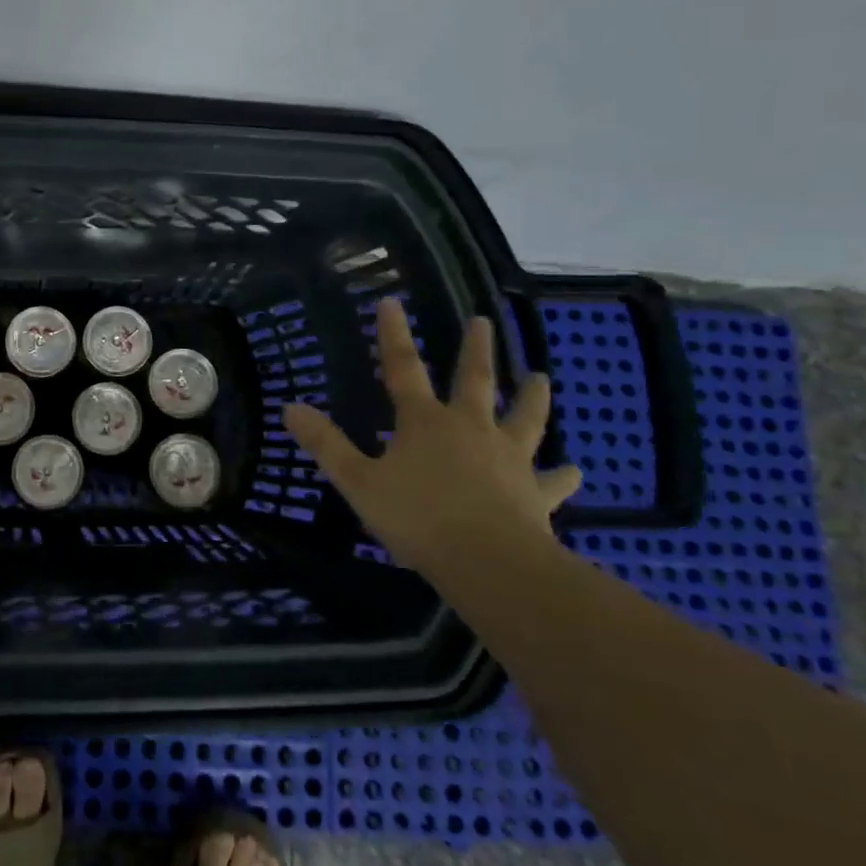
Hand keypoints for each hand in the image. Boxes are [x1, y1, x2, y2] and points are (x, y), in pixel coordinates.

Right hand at [283, 300, 580, 570]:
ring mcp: (508, 459)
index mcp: (425, 423)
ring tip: (541, 377)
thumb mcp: (358, 481)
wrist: (488, 563)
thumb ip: (326, 444)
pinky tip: (575, 471)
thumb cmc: (417, 518)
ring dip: (531, 397)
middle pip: (474, 381)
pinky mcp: (535, 494)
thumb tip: (290, 407)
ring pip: (523, 419)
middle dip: (476, 349)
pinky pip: (551, 481)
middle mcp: (470, 429)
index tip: (391, 302)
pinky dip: (561, 475)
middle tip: (483, 321)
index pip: (403, 369)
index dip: (393, 335)